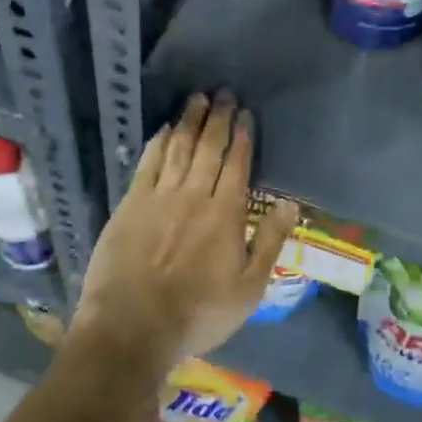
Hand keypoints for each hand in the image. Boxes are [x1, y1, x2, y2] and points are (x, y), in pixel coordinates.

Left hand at [66, 93, 298, 382]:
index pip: (237, 164)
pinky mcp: (130, 205)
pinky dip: (157, 143)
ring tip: (197, 99)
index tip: (246, 114)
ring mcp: (159, 197)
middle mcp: (194, 195)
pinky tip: (163, 128)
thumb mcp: (249, 288)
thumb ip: (270, 242)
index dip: (242, 136)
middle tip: (224, 93)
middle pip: (208, 148)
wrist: (132, 328)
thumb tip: (290, 203)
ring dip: (189, 121)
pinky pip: (147, 164)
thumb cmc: (198, 313)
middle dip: (218, 118)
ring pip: (178, 148)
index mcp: (226, 213)